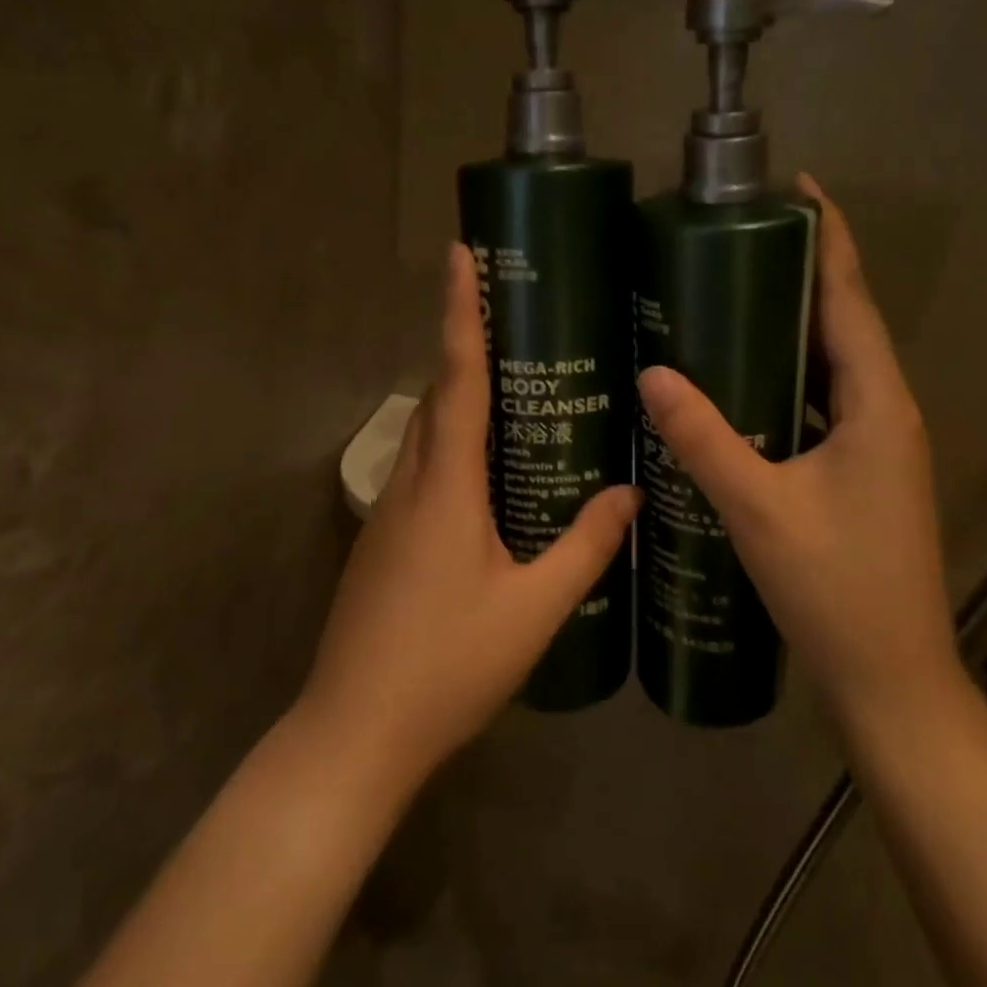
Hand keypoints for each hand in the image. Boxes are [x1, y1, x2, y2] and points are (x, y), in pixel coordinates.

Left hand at [298, 243, 638, 790]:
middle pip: (437, 398)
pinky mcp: (381, 544)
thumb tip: (630, 494)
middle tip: (519, 328)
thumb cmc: (448, 665)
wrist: (356, 732)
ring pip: (425, 437)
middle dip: (467, 352)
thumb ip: (585, 546)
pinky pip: (420, 473)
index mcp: (445, 486)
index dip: (460, 312)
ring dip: (459, 403)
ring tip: (515, 396)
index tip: (459, 254)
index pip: (457, 377)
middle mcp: (408, 485)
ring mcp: (387, 515)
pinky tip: (487, 480)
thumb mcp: (533, 608)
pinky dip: (451, 451)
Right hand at [636, 175, 956, 715]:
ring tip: (730, 298)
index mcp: (876, 405)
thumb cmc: (834, 589)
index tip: (796, 188)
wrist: (890, 679)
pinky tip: (743, 386)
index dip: (828, 238)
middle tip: (735, 242)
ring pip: (832, 368)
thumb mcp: (758, 509)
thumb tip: (652, 373)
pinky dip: (788, 381)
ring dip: (793, 329)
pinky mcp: (862, 476)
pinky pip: (823, 406)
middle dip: (800, 275)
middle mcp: (886, 414)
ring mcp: (878, 448)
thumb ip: (704, 439)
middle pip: (844, 325)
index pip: (850, 299)